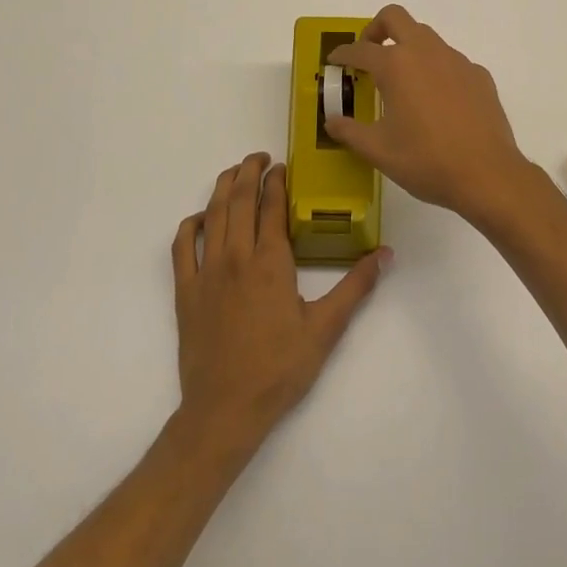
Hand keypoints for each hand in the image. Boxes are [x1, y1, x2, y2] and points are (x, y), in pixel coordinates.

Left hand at [172, 153, 387, 452]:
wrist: (225, 409)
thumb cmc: (280, 368)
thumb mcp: (326, 329)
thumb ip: (356, 287)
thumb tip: (385, 254)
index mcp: (270, 262)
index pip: (272, 207)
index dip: (277, 182)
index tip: (283, 166)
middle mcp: (236, 256)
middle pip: (240, 200)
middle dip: (249, 172)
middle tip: (260, 158)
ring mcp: (207, 272)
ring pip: (212, 215)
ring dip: (223, 187)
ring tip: (234, 172)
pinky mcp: (186, 291)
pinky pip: (182, 246)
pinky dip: (191, 224)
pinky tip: (201, 218)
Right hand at [325, 5, 534, 224]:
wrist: (487, 174)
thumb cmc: (425, 160)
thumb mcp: (378, 150)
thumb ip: (350, 132)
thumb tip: (332, 121)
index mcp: (396, 66)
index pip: (361, 49)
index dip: (343, 54)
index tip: (335, 61)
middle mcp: (426, 52)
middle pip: (396, 17)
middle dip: (376, 29)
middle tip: (369, 53)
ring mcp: (457, 61)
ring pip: (427, 37)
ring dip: (408, 48)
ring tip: (402, 81)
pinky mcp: (479, 76)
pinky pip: (451, 61)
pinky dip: (436, 70)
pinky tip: (438, 102)